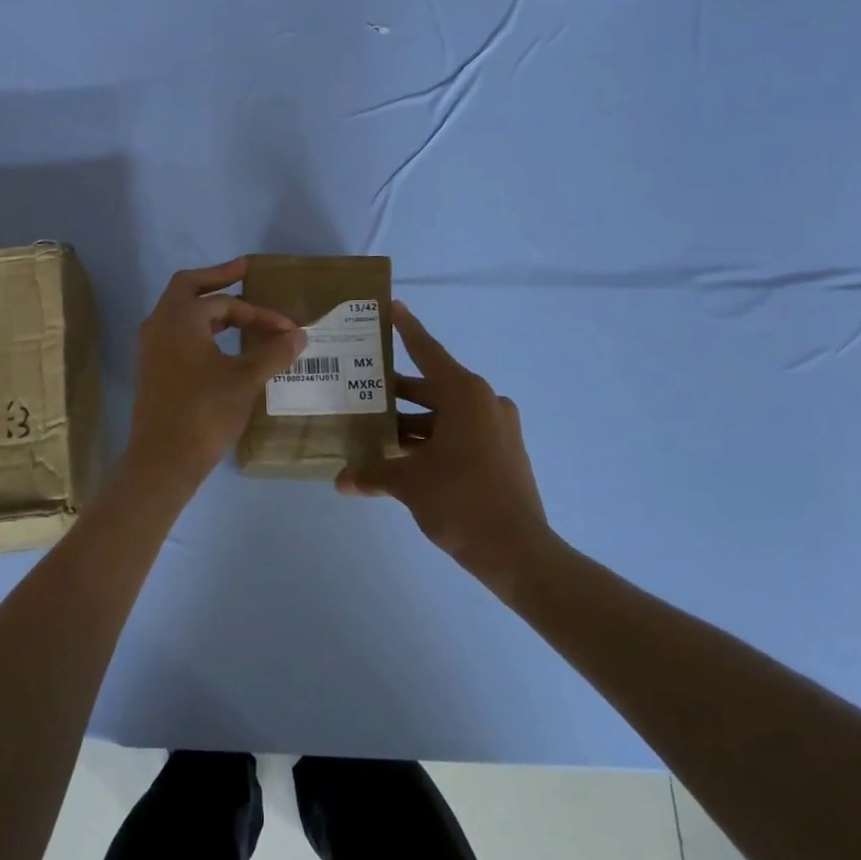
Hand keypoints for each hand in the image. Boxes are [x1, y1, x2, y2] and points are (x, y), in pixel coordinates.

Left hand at [123, 259, 306, 493]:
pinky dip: (200, 328)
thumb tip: (298, 334)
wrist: (163, 460)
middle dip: (218, 279)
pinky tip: (221, 344)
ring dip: (209, 307)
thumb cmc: (204, 412)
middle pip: (189, 288)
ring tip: (239, 312)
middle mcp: (159, 324)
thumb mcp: (245, 380)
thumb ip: (273, 352)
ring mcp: (151, 347)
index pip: (225, 303)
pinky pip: (177, 333)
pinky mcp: (152, 368)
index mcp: (179, 318)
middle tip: (244, 271)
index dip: (259, 313)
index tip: (287, 329)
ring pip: (181, 312)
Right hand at [336, 301, 557, 594]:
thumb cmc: (462, 502)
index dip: (407, 328)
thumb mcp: (410, 484)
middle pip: (431, 386)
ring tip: (372, 427)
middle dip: (395, 390)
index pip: (427, 351)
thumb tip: (341, 481)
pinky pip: (457, 433)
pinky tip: (400, 454)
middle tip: (359, 385)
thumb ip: (373, 474)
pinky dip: (430, 438)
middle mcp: (483, 402)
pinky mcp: (500, 452)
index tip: (391, 306)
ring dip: (410, 420)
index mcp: (465, 394)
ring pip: (443, 414)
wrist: (520, 553)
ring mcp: (496, 428)